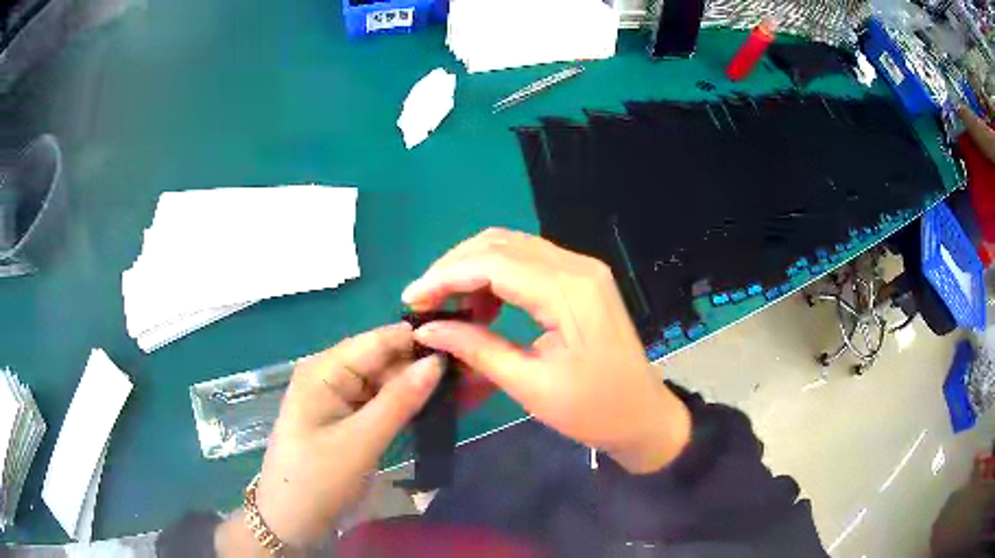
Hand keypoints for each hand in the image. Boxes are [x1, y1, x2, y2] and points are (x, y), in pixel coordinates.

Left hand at [216, 323, 443, 554]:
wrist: (290, 520)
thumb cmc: (318, 479)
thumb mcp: (360, 441)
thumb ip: (399, 400)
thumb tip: (437, 361)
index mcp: (324, 369)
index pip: (379, 340)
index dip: (420, 339)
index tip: (466, 342)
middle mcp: (330, 374)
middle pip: (384, 359)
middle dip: (424, 366)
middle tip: (472, 374)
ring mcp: (338, 397)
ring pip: (386, 382)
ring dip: (419, 387)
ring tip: (465, 390)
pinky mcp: (346, 418)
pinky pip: (380, 402)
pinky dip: (406, 405)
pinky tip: (437, 407)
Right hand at [402, 228, 690, 473]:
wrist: (645, 415)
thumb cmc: (594, 410)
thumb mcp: (531, 386)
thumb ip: (477, 350)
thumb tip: (428, 329)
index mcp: (570, 292)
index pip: (494, 263)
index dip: (446, 276)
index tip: (412, 299)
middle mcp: (577, 267)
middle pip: (500, 243)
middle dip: (454, 266)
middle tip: (425, 300)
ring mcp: (582, 269)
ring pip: (512, 247)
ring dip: (473, 268)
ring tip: (448, 305)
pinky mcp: (581, 280)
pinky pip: (529, 262)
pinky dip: (496, 275)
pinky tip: (482, 305)